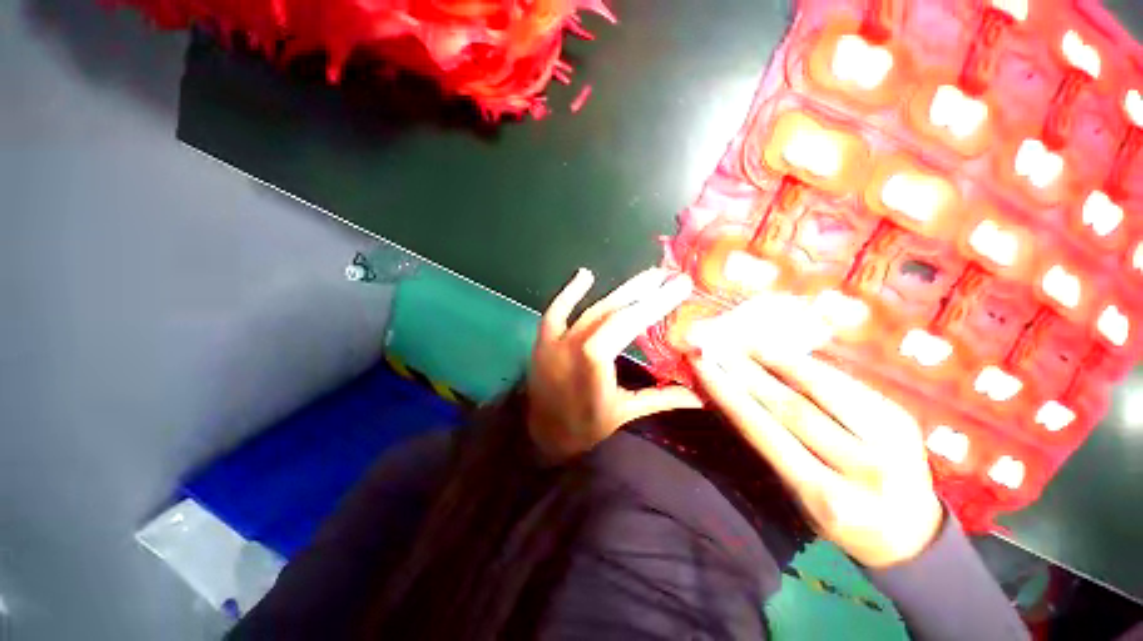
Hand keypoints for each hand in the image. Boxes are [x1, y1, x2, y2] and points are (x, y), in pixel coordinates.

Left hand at [526, 267, 702, 463]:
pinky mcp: (543, 340)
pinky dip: (570, 292)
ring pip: (592, 310)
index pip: (625, 325)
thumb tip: (701, 396)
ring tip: (646, 275)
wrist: (542, 435)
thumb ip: (661, 398)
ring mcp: (555, 341)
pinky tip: (586, 274)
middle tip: (668, 274)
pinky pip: (555, 310)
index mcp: (594, 366)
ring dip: (620, 291)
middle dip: (642, 292)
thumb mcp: (625, 413)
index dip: (652, 304)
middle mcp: (573, 347)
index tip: (678, 287)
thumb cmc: (585, 428)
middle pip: (611, 312)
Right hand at [687, 296, 942, 567]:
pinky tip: (781, 350)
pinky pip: (843, 381)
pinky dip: (806, 363)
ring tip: (744, 341)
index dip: (730, 395)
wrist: (911, 533)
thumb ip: (771, 448)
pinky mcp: (899, 415)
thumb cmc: (841, 518)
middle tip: (718, 347)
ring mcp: (890, 438)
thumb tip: (734, 398)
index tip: (703, 367)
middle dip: (747, 372)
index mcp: (827, 497)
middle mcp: (862, 468)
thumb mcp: (800, 495)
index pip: (766, 433)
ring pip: (821, 387)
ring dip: (776, 358)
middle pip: (792, 407)